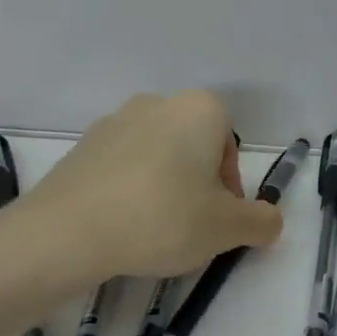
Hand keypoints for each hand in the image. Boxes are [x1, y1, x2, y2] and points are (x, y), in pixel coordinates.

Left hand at [22, 91, 283, 283]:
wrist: (68, 231)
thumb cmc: (163, 217)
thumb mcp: (227, 228)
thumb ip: (261, 222)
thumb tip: (268, 221)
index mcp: (199, 109)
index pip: (230, 146)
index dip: (230, 188)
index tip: (219, 220)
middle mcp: (157, 103)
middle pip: (193, 149)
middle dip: (198, 186)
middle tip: (191, 228)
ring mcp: (114, 121)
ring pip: (157, 157)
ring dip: (164, 188)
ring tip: (153, 232)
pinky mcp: (82, 147)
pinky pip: (121, 168)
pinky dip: (129, 191)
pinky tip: (121, 227)